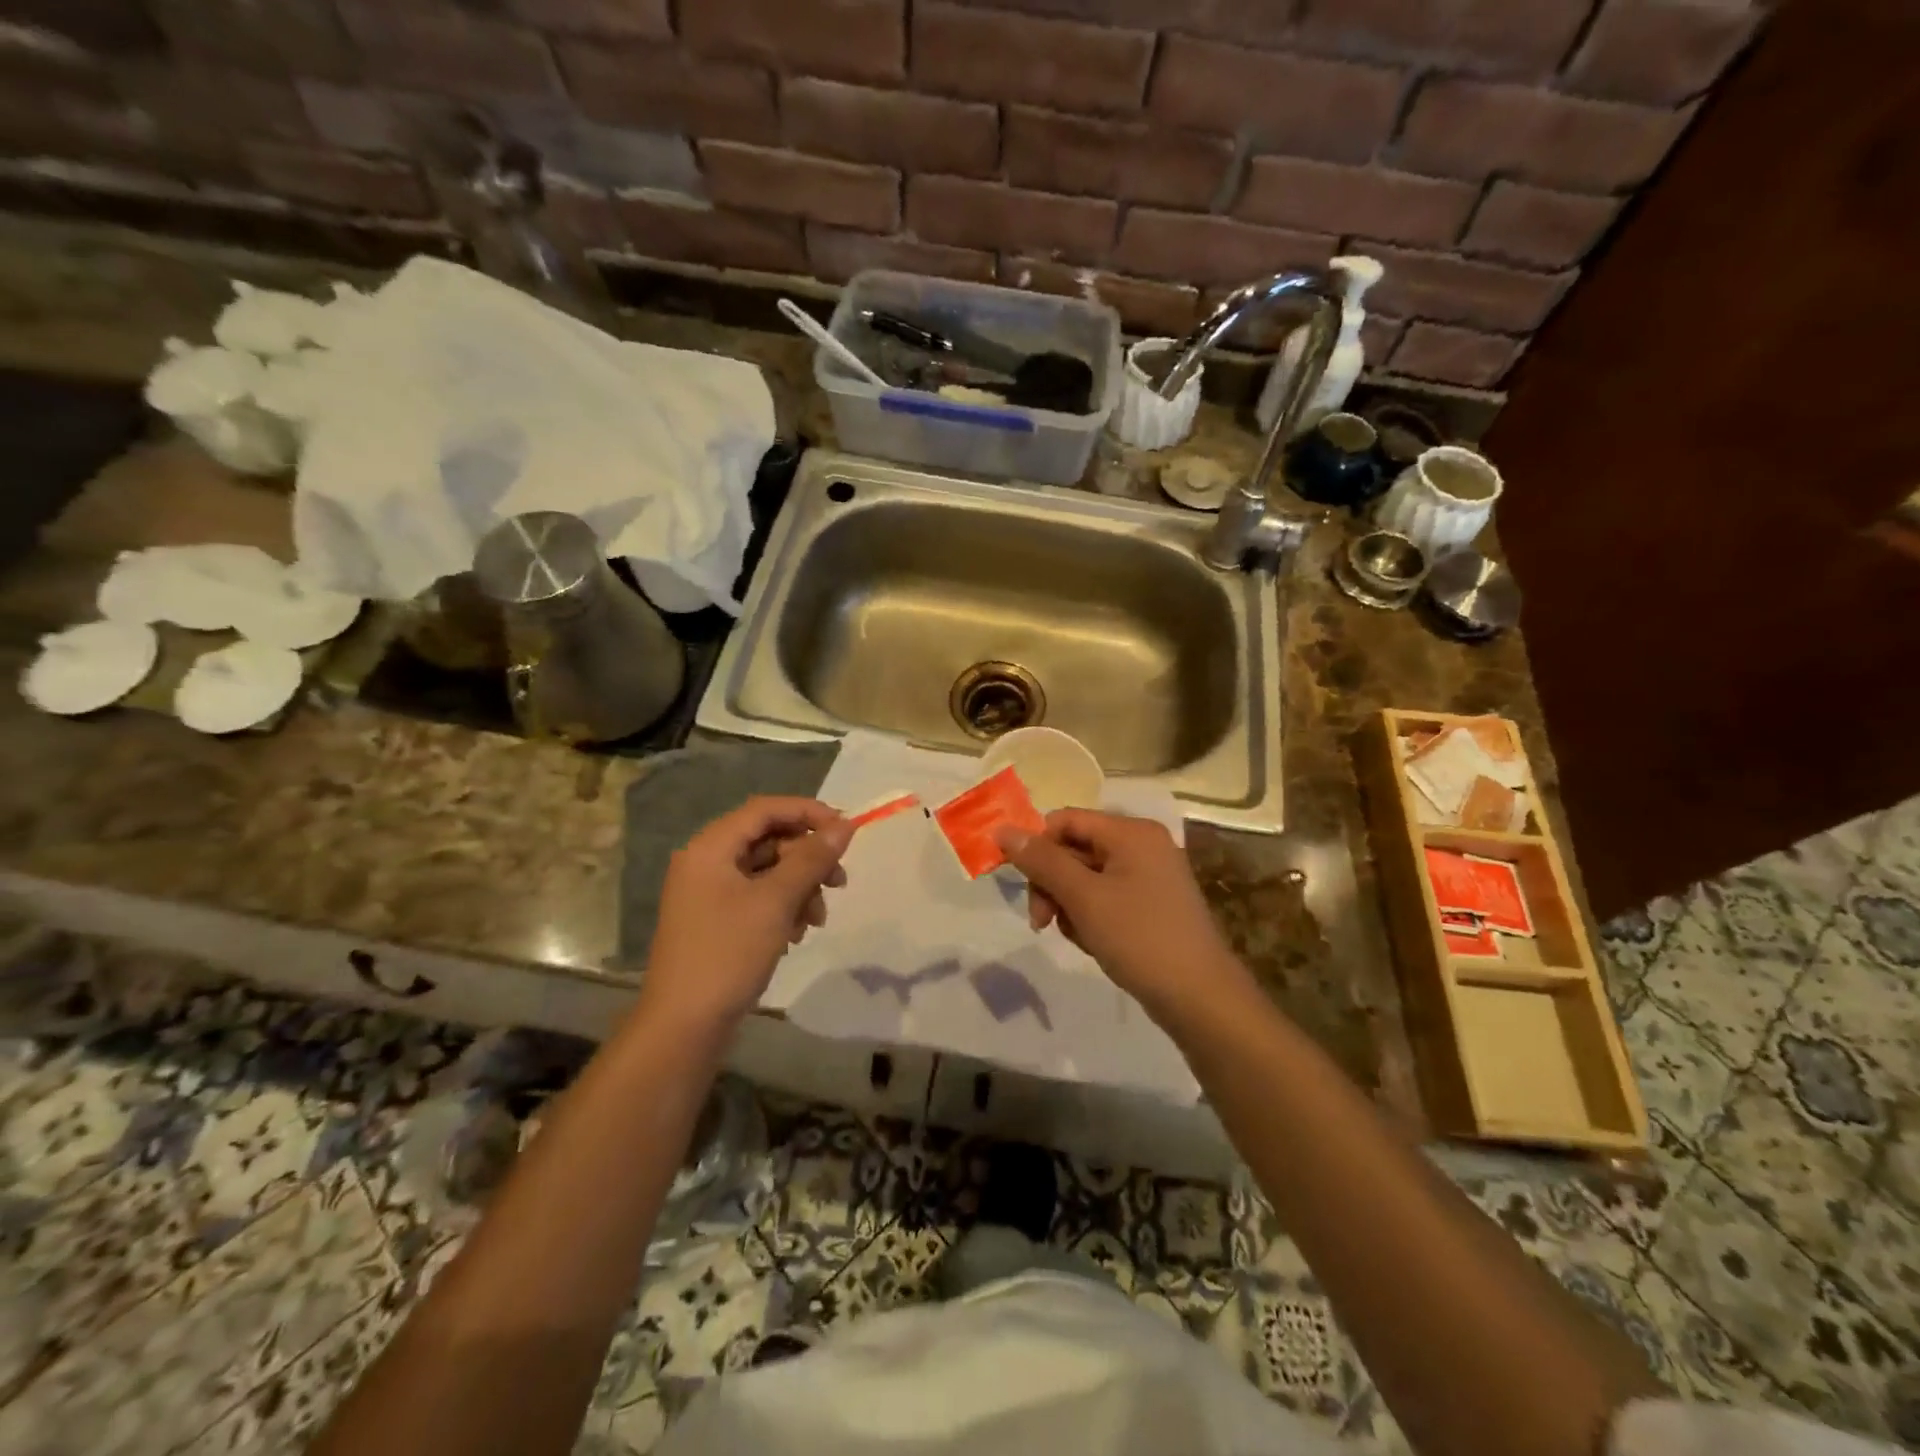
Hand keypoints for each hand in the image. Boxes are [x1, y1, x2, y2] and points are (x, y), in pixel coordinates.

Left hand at [641, 797, 852, 1030]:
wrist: (683, 1025)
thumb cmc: (728, 954)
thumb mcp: (776, 902)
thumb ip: (811, 859)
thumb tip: (844, 826)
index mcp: (711, 847)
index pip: (766, 809)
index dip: (809, 813)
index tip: (845, 832)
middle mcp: (706, 861)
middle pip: (769, 839)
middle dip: (808, 858)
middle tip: (839, 882)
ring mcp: (709, 892)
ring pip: (768, 870)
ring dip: (800, 887)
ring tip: (817, 919)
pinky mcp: (716, 919)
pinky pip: (758, 896)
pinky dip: (783, 907)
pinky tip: (796, 934)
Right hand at [994, 810, 1250, 1024]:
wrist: (1200, 998)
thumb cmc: (1140, 938)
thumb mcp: (1084, 897)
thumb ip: (1042, 861)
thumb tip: (1002, 830)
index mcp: (1131, 832)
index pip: (1066, 820)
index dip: (1037, 847)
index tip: (1022, 885)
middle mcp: (1142, 845)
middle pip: (1074, 849)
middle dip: (1052, 884)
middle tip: (1041, 922)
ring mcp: (1149, 875)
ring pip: (1086, 877)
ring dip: (1069, 905)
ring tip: (1078, 936)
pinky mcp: (1151, 904)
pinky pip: (1105, 898)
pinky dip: (1091, 917)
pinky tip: (1095, 943)